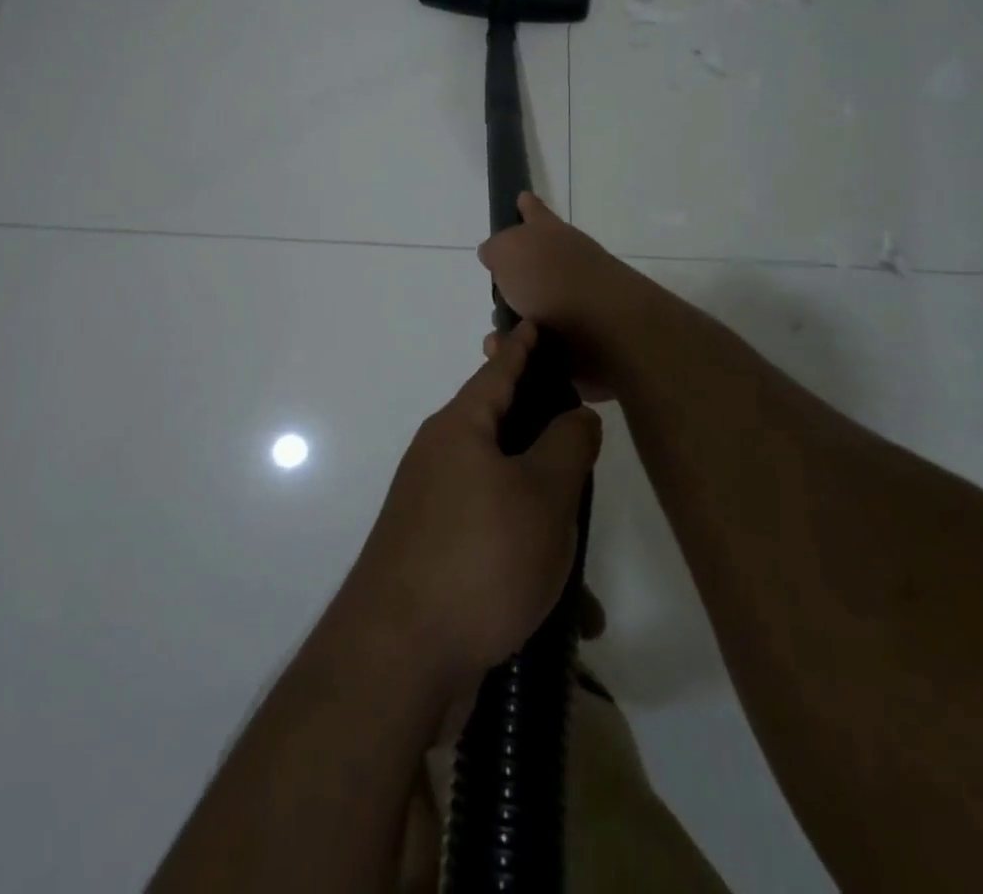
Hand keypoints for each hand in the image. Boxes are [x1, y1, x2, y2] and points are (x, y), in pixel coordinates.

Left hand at [339, 323, 602, 690]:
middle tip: (582, 427)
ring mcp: (434, 509)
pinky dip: (528, 557)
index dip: (522, 347)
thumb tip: (575, 414)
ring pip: (504, 491)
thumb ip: (567, 445)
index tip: (534, 323)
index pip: (498, 371)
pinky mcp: (436, 556)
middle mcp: (440, 459)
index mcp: (460, 429)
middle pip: (501, 428)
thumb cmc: (478, 558)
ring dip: (545, 512)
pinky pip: (494, 539)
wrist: (398, 659)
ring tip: (584, 537)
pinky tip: (570, 608)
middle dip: (542, 431)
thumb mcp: (541, 495)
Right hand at [477, 192, 642, 401]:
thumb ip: (497, 248)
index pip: (536, 213)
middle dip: (507, 288)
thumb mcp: (511, 250)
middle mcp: (566, 267)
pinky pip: (536, 350)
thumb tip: (493, 253)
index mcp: (552, 236)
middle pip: (529, 271)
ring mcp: (573, 308)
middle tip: (497, 300)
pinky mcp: (575, 346)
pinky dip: (522, 355)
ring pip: (528, 315)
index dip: (527, 207)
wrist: (608, 334)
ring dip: (510, 329)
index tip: (521, 198)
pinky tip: (513, 358)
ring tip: (499, 340)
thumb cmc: (555, 281)